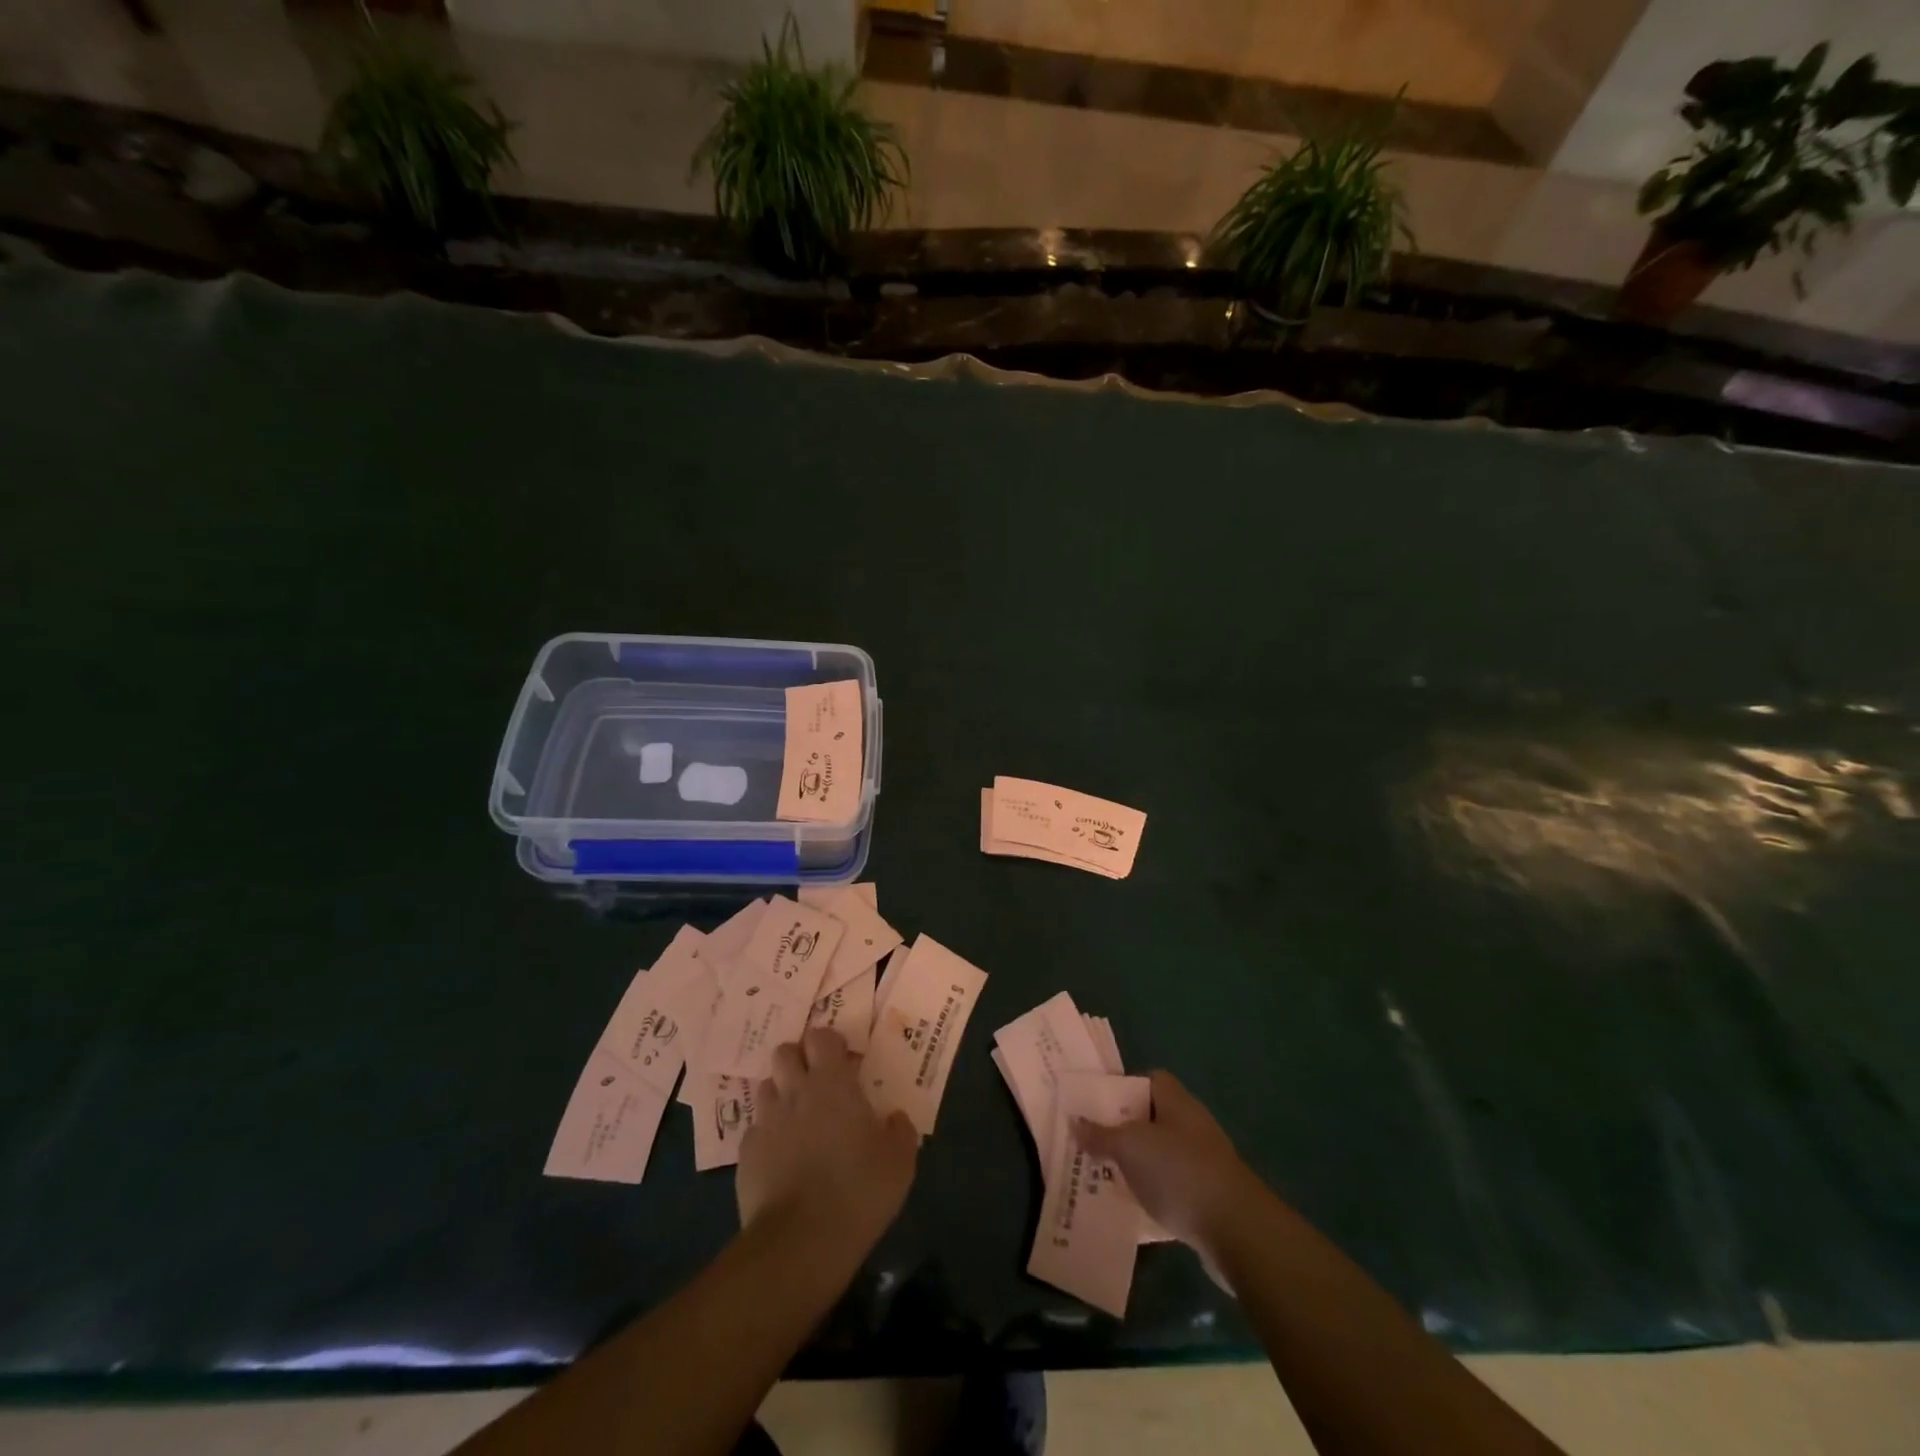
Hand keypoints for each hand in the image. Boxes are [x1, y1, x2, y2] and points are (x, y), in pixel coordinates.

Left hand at [736, 1028, 917, 1257]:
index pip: (821, 1037)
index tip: (842, 1060)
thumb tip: (895, 1118)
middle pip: (784, 1052)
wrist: (800, 1241)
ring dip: (781, 1094)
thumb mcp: (900, 1162)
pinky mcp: (745, 1155)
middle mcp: (795, 1092)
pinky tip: (780, 1158)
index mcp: (832, 1083)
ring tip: (796, 1118)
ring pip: (766, 1088)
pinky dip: (767, 1136)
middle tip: (815, 1082)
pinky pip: (755, 1131)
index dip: (829, 1043)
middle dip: (798, 1059)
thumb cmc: (858, 1190)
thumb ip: (900, 1131)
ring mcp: (766, 1122)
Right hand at [1078, 1070, 1259, 1269]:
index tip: (1096, 1105)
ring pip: (1160, 1153)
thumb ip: (1101, 1134)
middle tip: (1092, 1142)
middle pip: (1152, 1117)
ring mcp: (1203, 1161)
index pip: (1150, 1079)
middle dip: (1123, 1129)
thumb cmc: (1179, 1172)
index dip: (1123, 1087)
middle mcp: (1192, 1124)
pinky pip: (1171, 1184)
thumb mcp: (1130, 1147)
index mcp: (1177, 1101)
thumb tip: (1075, 1121)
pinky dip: (1153, 1191)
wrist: (1236, 1230)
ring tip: (1104, 1174)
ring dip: (1136, 1163)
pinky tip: (1133, 1205)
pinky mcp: (1208, 1195)